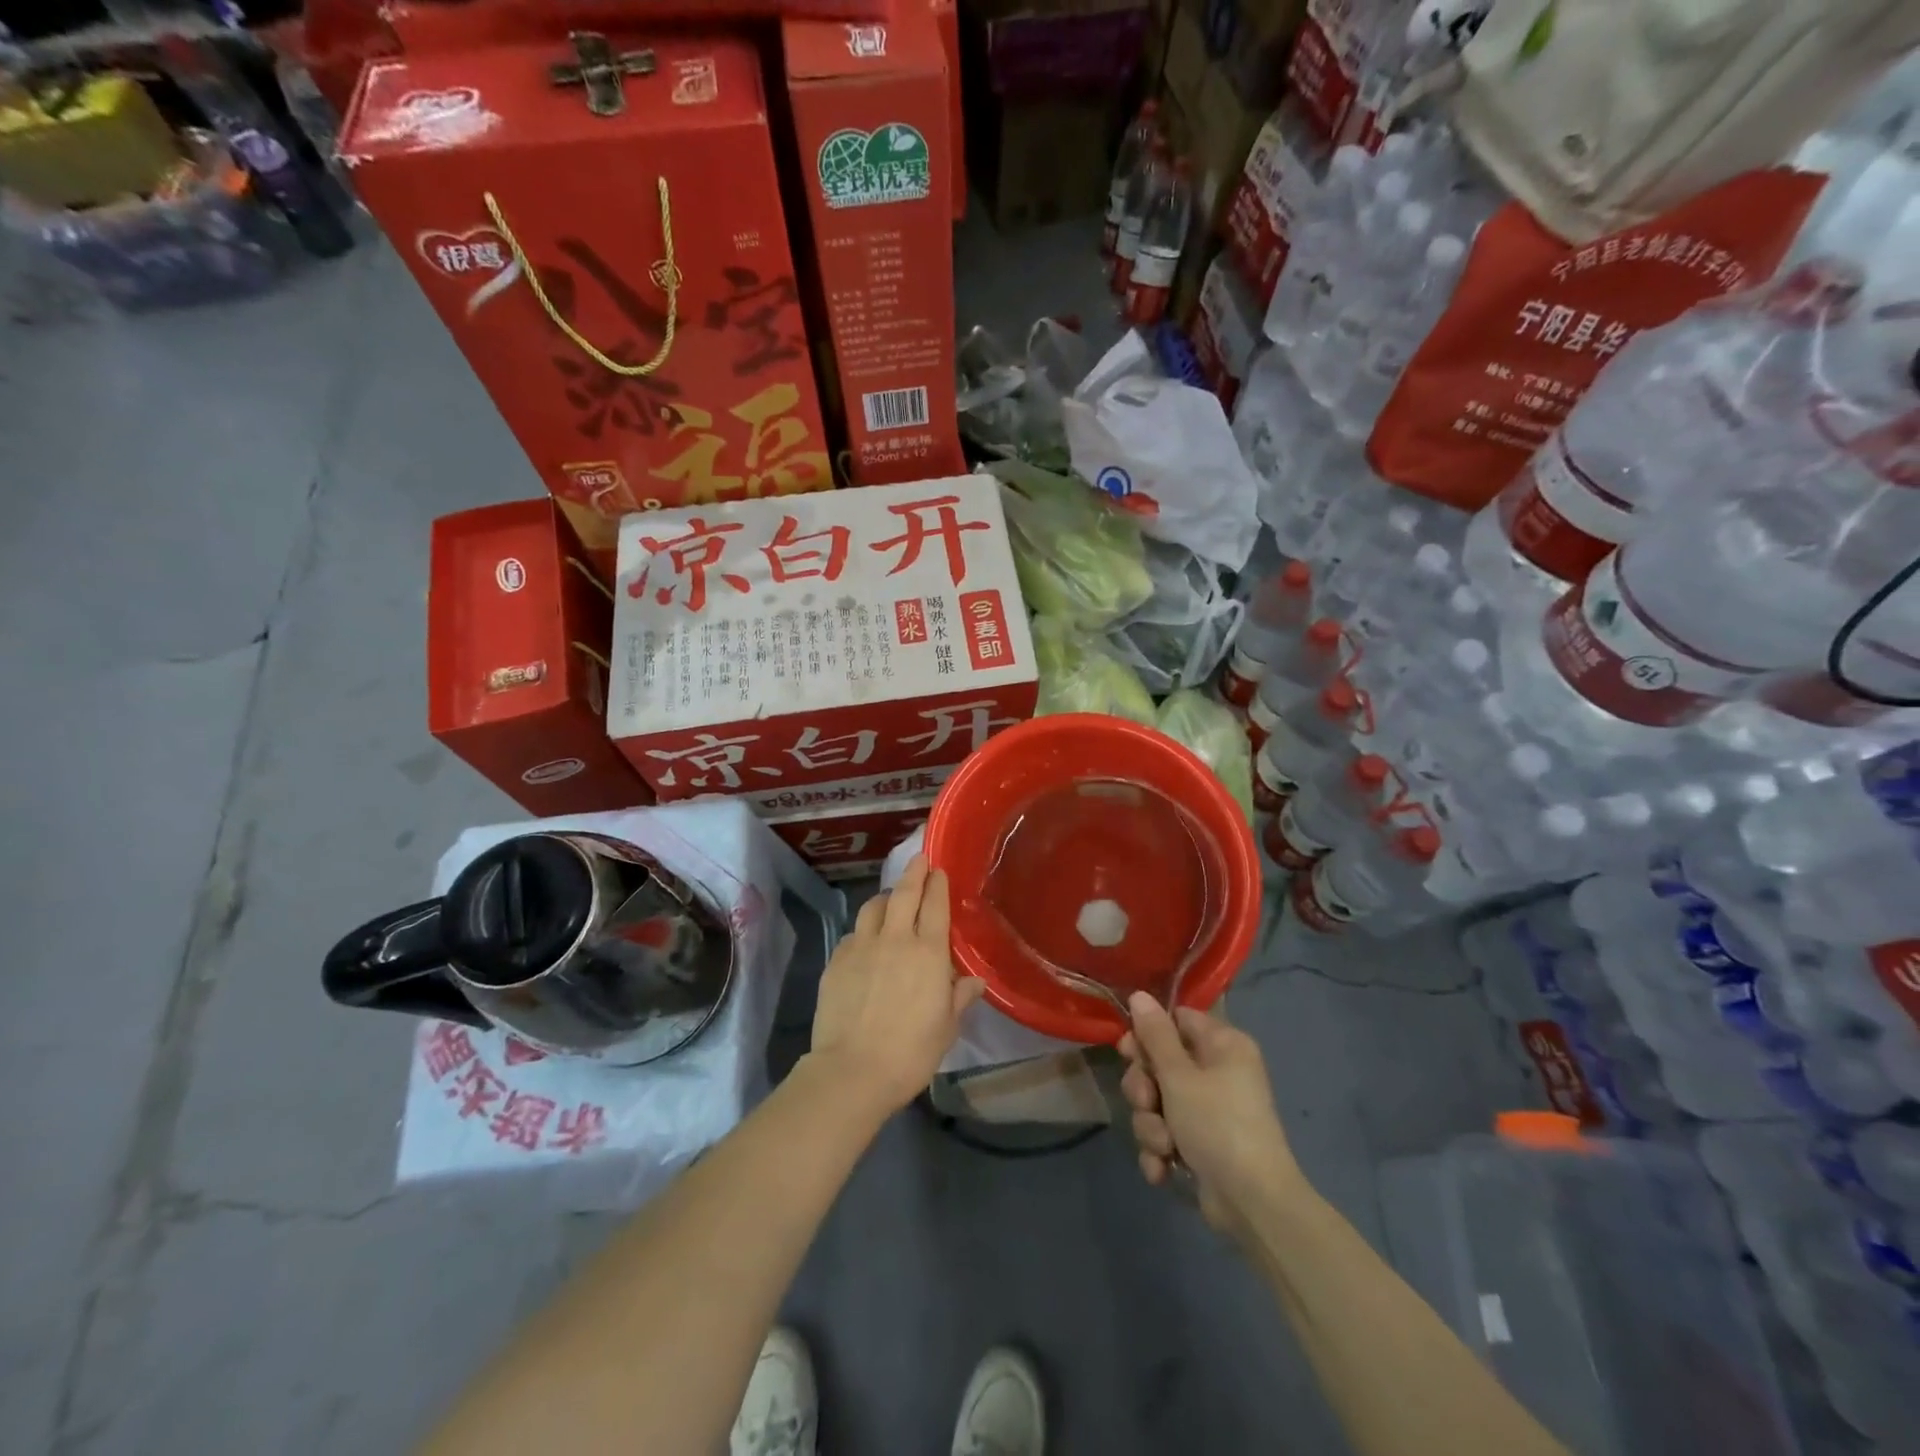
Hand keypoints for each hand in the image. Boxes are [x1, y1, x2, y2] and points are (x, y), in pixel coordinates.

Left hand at [806, 855, 983, 1116]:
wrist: (853, 1070)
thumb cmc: (911, 1052)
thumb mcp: (946, 1028)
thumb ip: (959, 997)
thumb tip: (974, 981)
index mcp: (928, 952)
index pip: (935, 905)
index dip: (937, 884)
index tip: (938, 870)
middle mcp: (895, 939)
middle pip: (904, 894)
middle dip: (913, 873)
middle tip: (919, 860)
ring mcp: (861, 947)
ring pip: (872, 907)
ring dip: (885, 898)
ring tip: (890, 899)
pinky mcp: (836, 961)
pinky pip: (853, 934)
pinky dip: (863, 930)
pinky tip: (865, 942)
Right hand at [1119, 993, 1303, 1232]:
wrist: (1253, 1204)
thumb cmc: (1217, 1125)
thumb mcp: (1179, 1076)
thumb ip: (1155, 1035)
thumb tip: (1139, 994)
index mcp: (1223, 1045)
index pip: (1177, 1020)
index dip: (1148, 1035)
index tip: (1128, 1052)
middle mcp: (1219, 1072)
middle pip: (1161, 1063)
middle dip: (1145, 1089)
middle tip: (1146, 1102)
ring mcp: (1210, 1110)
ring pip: (1158, 1102)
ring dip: (1151, 1125)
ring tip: (1164, 1144)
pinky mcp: (1202, 1144)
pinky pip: (1167, 1133)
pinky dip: (1162, 1150)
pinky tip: (1165, 1168)